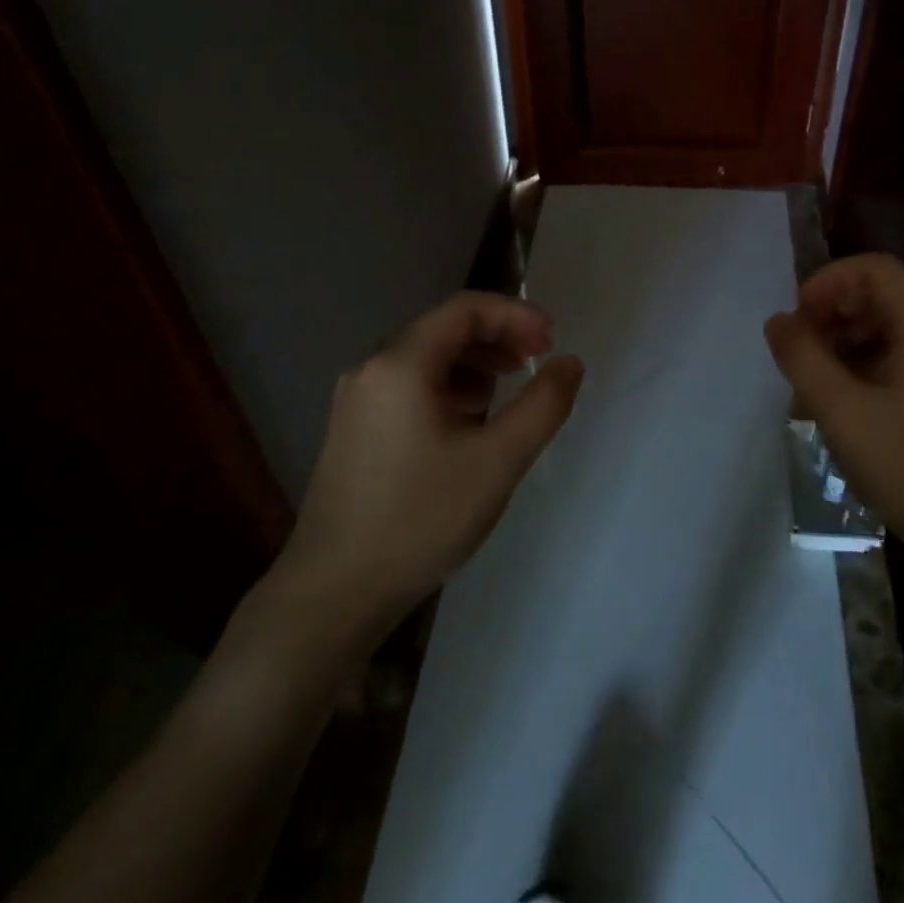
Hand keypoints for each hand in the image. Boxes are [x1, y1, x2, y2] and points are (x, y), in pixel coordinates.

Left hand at [274, 292, 584, 625]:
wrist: (334, 593)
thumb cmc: (420, 520)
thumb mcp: (497, 462)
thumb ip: (543, 406)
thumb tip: (570, 363)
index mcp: (400, 365)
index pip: (465, 309)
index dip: (516, 315)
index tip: (552, 341)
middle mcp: (371, 369)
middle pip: (445, 329)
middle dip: (498, 337)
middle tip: (538, 361)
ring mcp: (357, 399)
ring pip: (427, 357)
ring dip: (475, 361)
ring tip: (509, 387)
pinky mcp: (354, 428)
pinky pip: (410, 385)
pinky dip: (449, 386)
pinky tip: (470, 420)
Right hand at [764, 254, 903, 569]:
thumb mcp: (842, 411)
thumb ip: (803, 358)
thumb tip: (778, 321)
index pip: (875, 269)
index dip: (827, 282)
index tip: (797, 319)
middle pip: (882, 296)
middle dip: (833, 314)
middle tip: (799, 353)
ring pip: (891, 328)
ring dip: (846, 341)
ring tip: (815, 382)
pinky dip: (867, 364)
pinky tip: (845, 403)